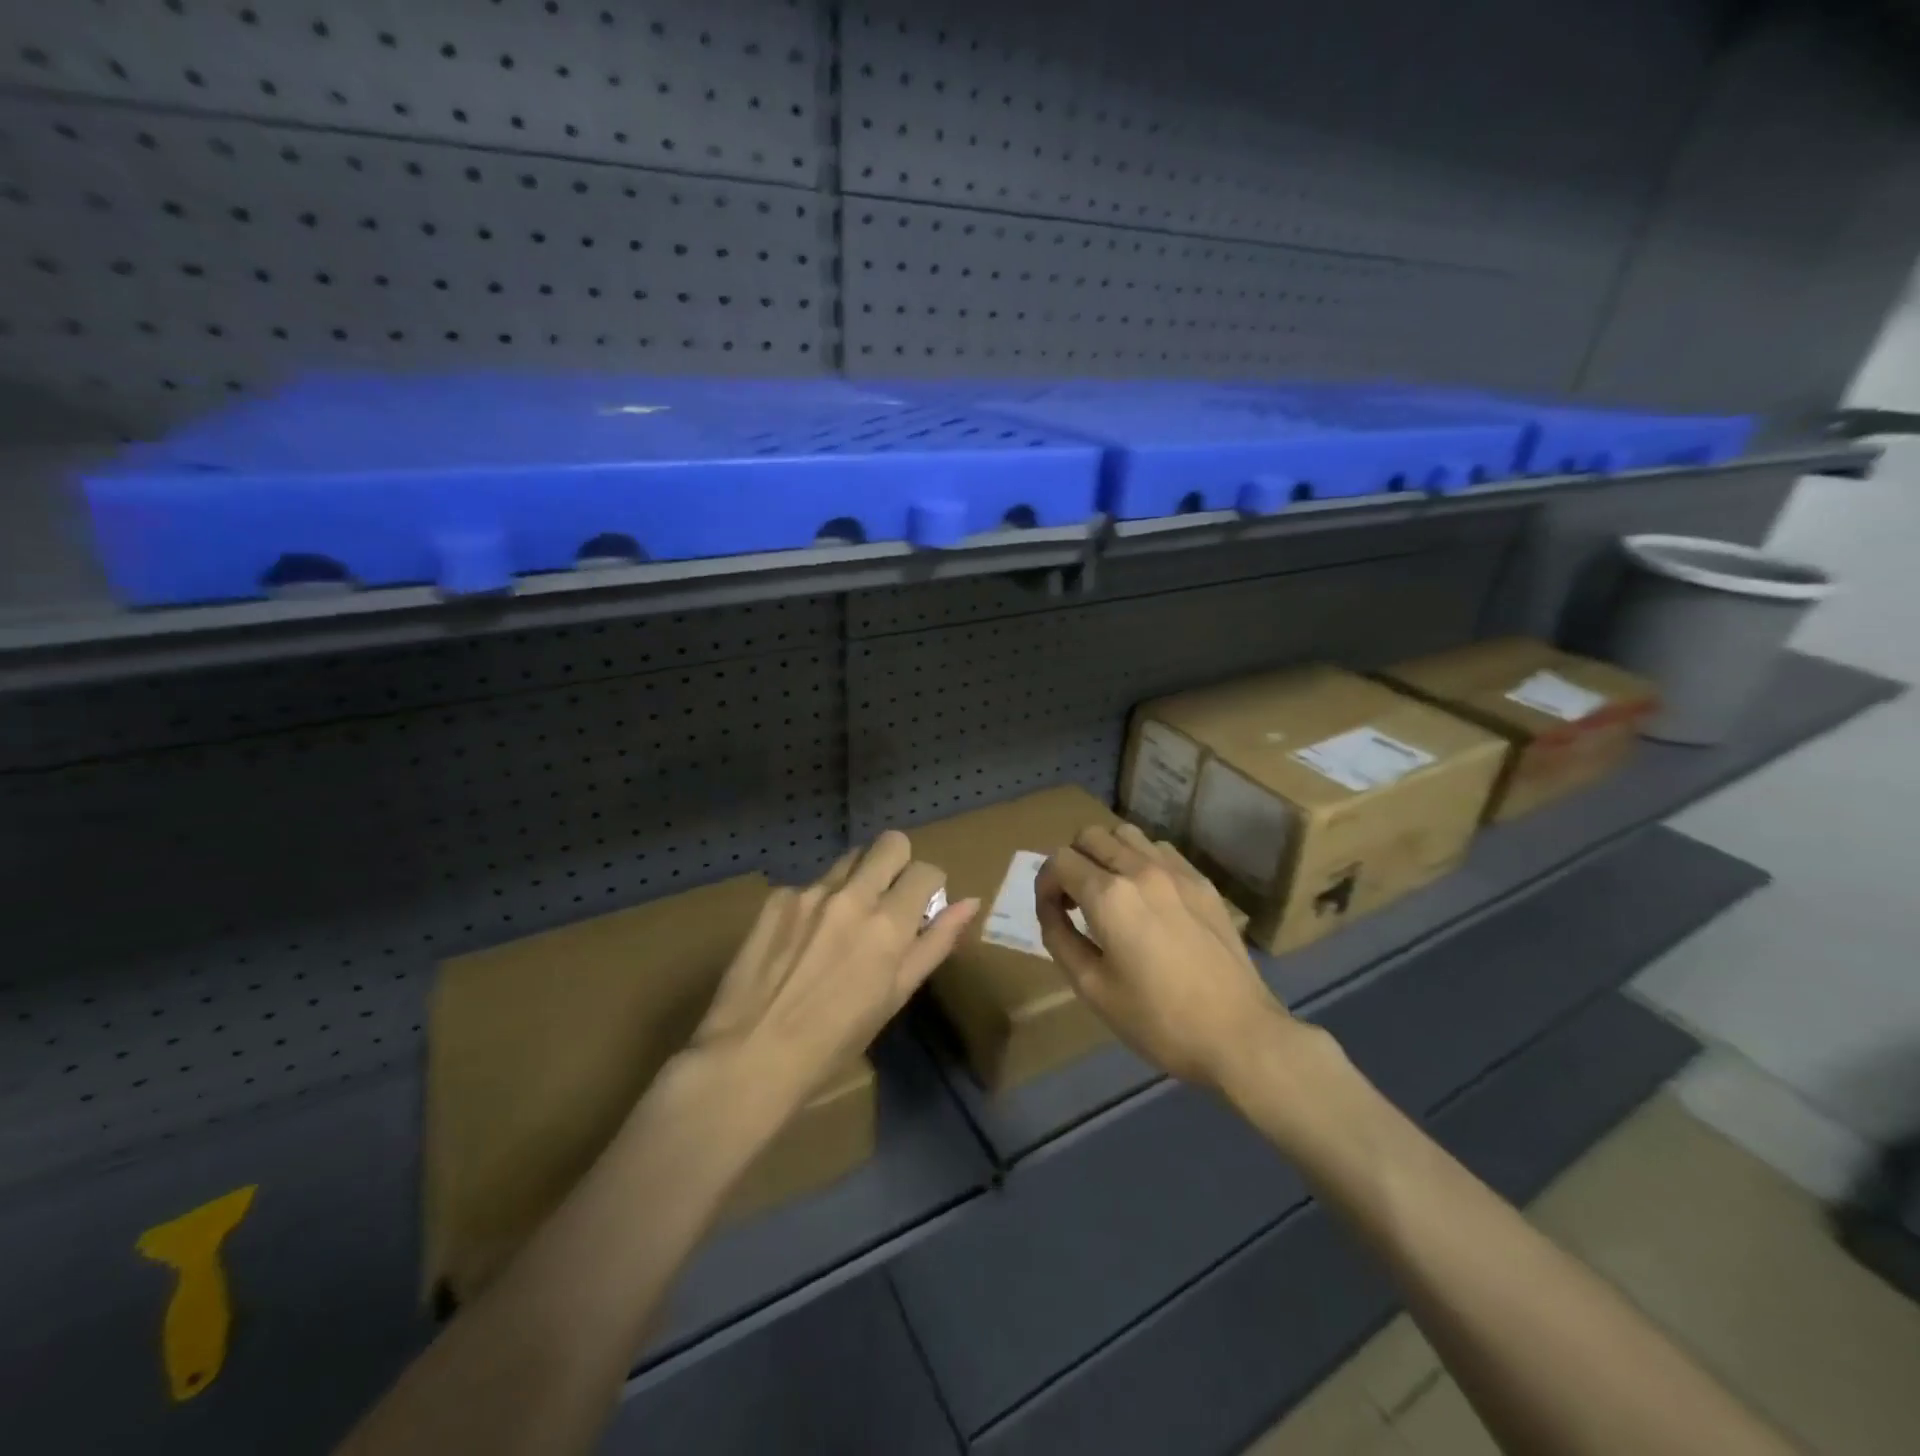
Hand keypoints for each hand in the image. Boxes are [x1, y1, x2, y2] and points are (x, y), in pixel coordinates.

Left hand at [692, 831, 979, 1111]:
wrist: (749, 1055)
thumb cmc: (834, 1041)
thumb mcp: (894, 997)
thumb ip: (934, 944)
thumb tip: (970, 903)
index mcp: (888, 925)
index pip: (926, 870)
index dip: (930, 885)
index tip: (921, 906)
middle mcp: (852, 896)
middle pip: (890, 842)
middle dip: (898, 862)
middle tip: (889, 896)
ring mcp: (810, 893)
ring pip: (849, 859)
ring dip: (858, 879)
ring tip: (843, 921)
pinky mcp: (777, 899)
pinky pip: (810, 884)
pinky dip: (817, 903)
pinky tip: (801, 940)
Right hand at [1035, 823, 1293, 1092]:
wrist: (1239, 1035)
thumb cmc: (1158, 1020)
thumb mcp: (1093, 988)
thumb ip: (1061, 939)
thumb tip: (1051, 910)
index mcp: (1109, 896)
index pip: (1060, 860)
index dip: (1045, 884)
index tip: (1051, 912)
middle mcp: (1140, 869)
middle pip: (1090, 835)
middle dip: (1072, 861)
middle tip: (1074, 899)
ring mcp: (1176, 871)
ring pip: (1127, 834)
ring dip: (1106, 853)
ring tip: (1109, 891)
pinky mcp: (1203, 882)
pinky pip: (1160, 850)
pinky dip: (1140, 860)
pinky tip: (1146, 896)